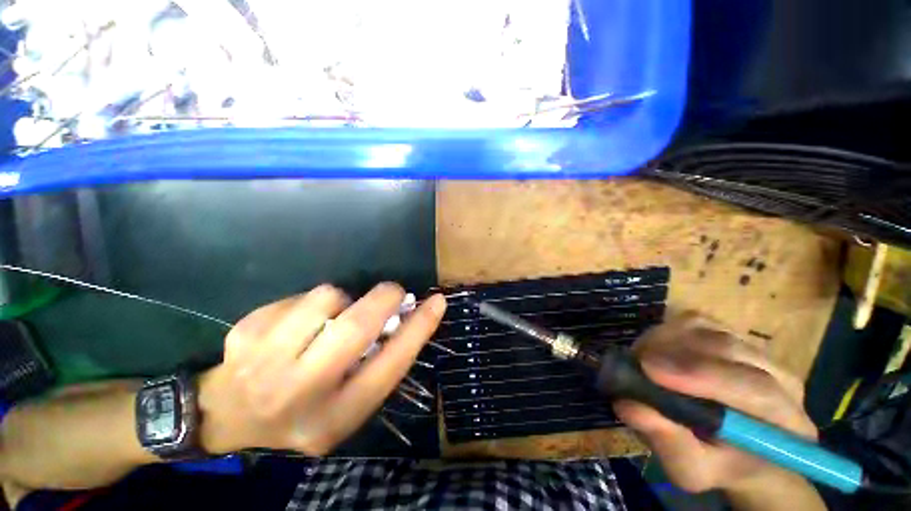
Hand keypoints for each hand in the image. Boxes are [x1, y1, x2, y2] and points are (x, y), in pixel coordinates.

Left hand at [197, 283, 446, 454]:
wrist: (226, 418)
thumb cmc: (303, 413)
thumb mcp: (348, 406)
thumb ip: (379, 365)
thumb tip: (405, 317)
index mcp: (336, 415)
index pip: (390, 365)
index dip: (419, 328)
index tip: (437, 302)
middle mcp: (300, 391)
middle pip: (356, 327)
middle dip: (384, 298)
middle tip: (394, 291)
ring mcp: (264, 360)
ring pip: (326, 298)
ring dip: (342, 300)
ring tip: (333, 317)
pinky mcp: (245, 331)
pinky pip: (298, 296)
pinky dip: (310, 303)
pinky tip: (299, 324)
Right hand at [614, 314, 817, 496]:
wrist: (733, 447)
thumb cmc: (716, 464)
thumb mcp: (691, 469)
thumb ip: (668, 443)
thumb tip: (629, 406)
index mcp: (786, 423)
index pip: (756, 388)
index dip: (700, 374)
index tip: (648, 368)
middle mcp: (782, 379)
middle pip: (730, 349)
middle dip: (675, 352)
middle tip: (635, 361)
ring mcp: (758, 352)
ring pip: (710, 330)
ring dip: (666, 339)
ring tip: (642, 357)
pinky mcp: (733, 336)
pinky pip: (698, 321)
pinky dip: (669, 330)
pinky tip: (656, 348)